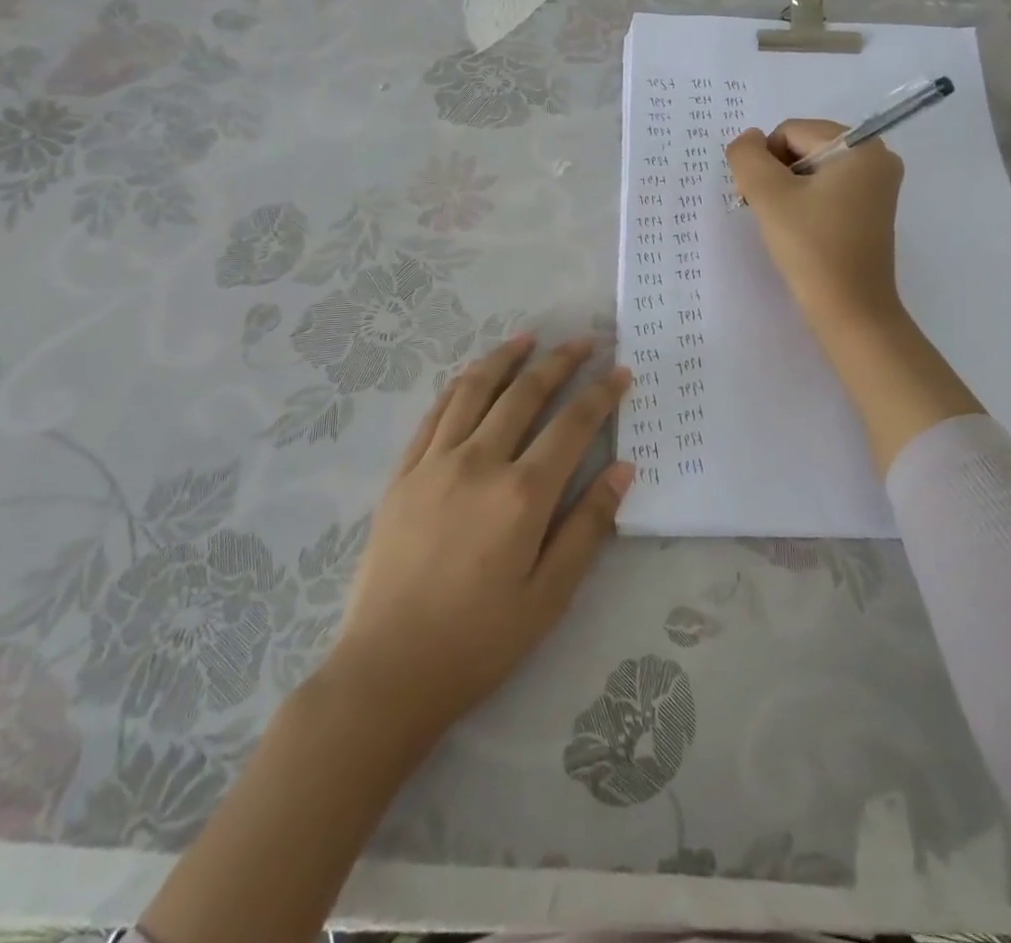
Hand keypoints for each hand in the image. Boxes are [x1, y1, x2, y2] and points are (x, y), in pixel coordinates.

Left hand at [326, 333, 633, 746]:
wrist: (388, 671)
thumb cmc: (479, 641)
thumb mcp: (550, 595)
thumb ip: (588, 526)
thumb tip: (623, 469)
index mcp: (522, 494)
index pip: (572, 425)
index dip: (601, 393)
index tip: (621, 370)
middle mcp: (479, 463)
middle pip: (525, 394)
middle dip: (559, 362)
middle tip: (583, 342)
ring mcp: (435, 463)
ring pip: (474, 390)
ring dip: (505, 359)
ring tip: (528, 338)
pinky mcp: (403, 474)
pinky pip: (434, 414)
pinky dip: (459, 386)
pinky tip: (472, 376)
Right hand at [726, 122, 979, 472]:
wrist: (850, 311)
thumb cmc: (811, 248)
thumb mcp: (769, 196)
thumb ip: (747, 156)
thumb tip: (747, 139)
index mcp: (861, 145)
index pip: (791, 131)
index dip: (764, 161)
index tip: (758, 199)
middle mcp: (877, 157)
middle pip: (804, 147)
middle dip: (776, 175)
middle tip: (766, 212)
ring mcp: (877, 186)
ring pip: (813, 170)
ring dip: (787, 191)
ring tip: (782, 225)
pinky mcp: (871, 211)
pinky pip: (828, 190)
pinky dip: (805, 203)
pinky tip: (798, 231)